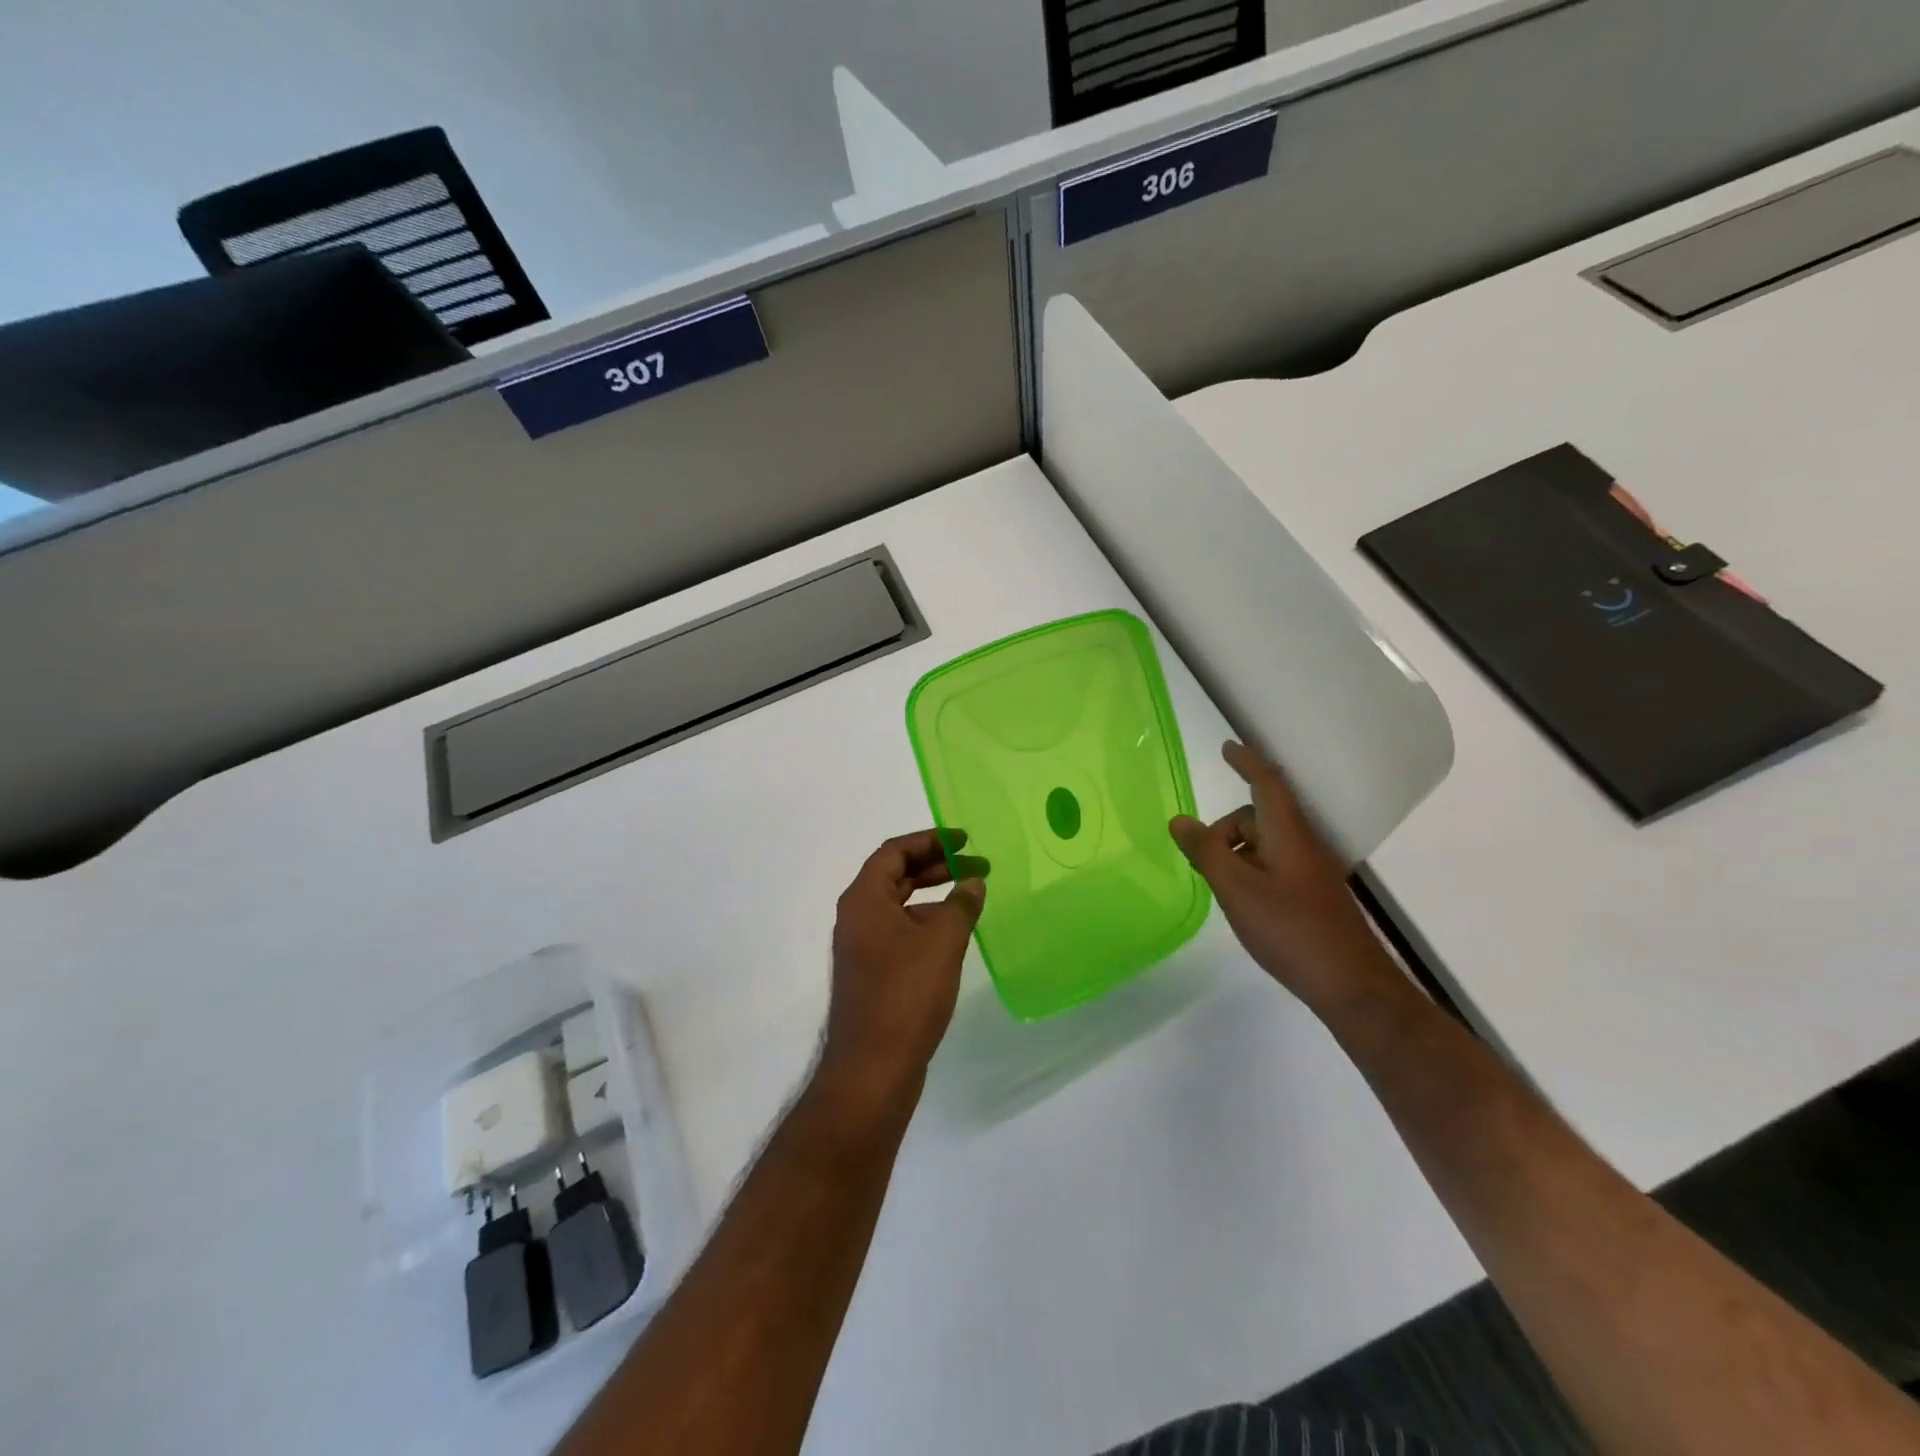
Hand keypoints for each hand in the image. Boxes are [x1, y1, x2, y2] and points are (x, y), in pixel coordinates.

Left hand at [820, 830, 985, 1114]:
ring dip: (933, 896)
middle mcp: (857, 917)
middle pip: (896, 876)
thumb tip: (973, 882)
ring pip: (900, 907)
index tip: (963, 840)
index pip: (894, 851)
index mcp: (864, 899)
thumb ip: (961, 904)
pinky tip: (955, 936)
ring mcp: (862, 948)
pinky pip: (900, 933)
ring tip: (972, 897)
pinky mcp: (872, 974)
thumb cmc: (906, 995)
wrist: (873, 1068)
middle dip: (936, 866)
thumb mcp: (942, 942)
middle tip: (976, 864)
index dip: (930, 840)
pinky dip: (927, 924)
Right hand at [1170, 741, 1400, 1014]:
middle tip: (1199, 859)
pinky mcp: (1312, 896)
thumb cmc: (1290, 929)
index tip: (1227, 747)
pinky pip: (1274, 866)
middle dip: (1225, 829)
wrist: (1351, 986)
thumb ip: (1206, 851)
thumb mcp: (1236, 888)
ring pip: (1264, 845)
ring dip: (1236, 854)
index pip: (1266, 783)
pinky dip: (1250, 872)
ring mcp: (1310, 871)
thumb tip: (1179, 820)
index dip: (1246, 762)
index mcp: (1287, 833)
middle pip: (1258, 817)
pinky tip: (1241, 903)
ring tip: (1217, 887)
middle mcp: (1302, 844)